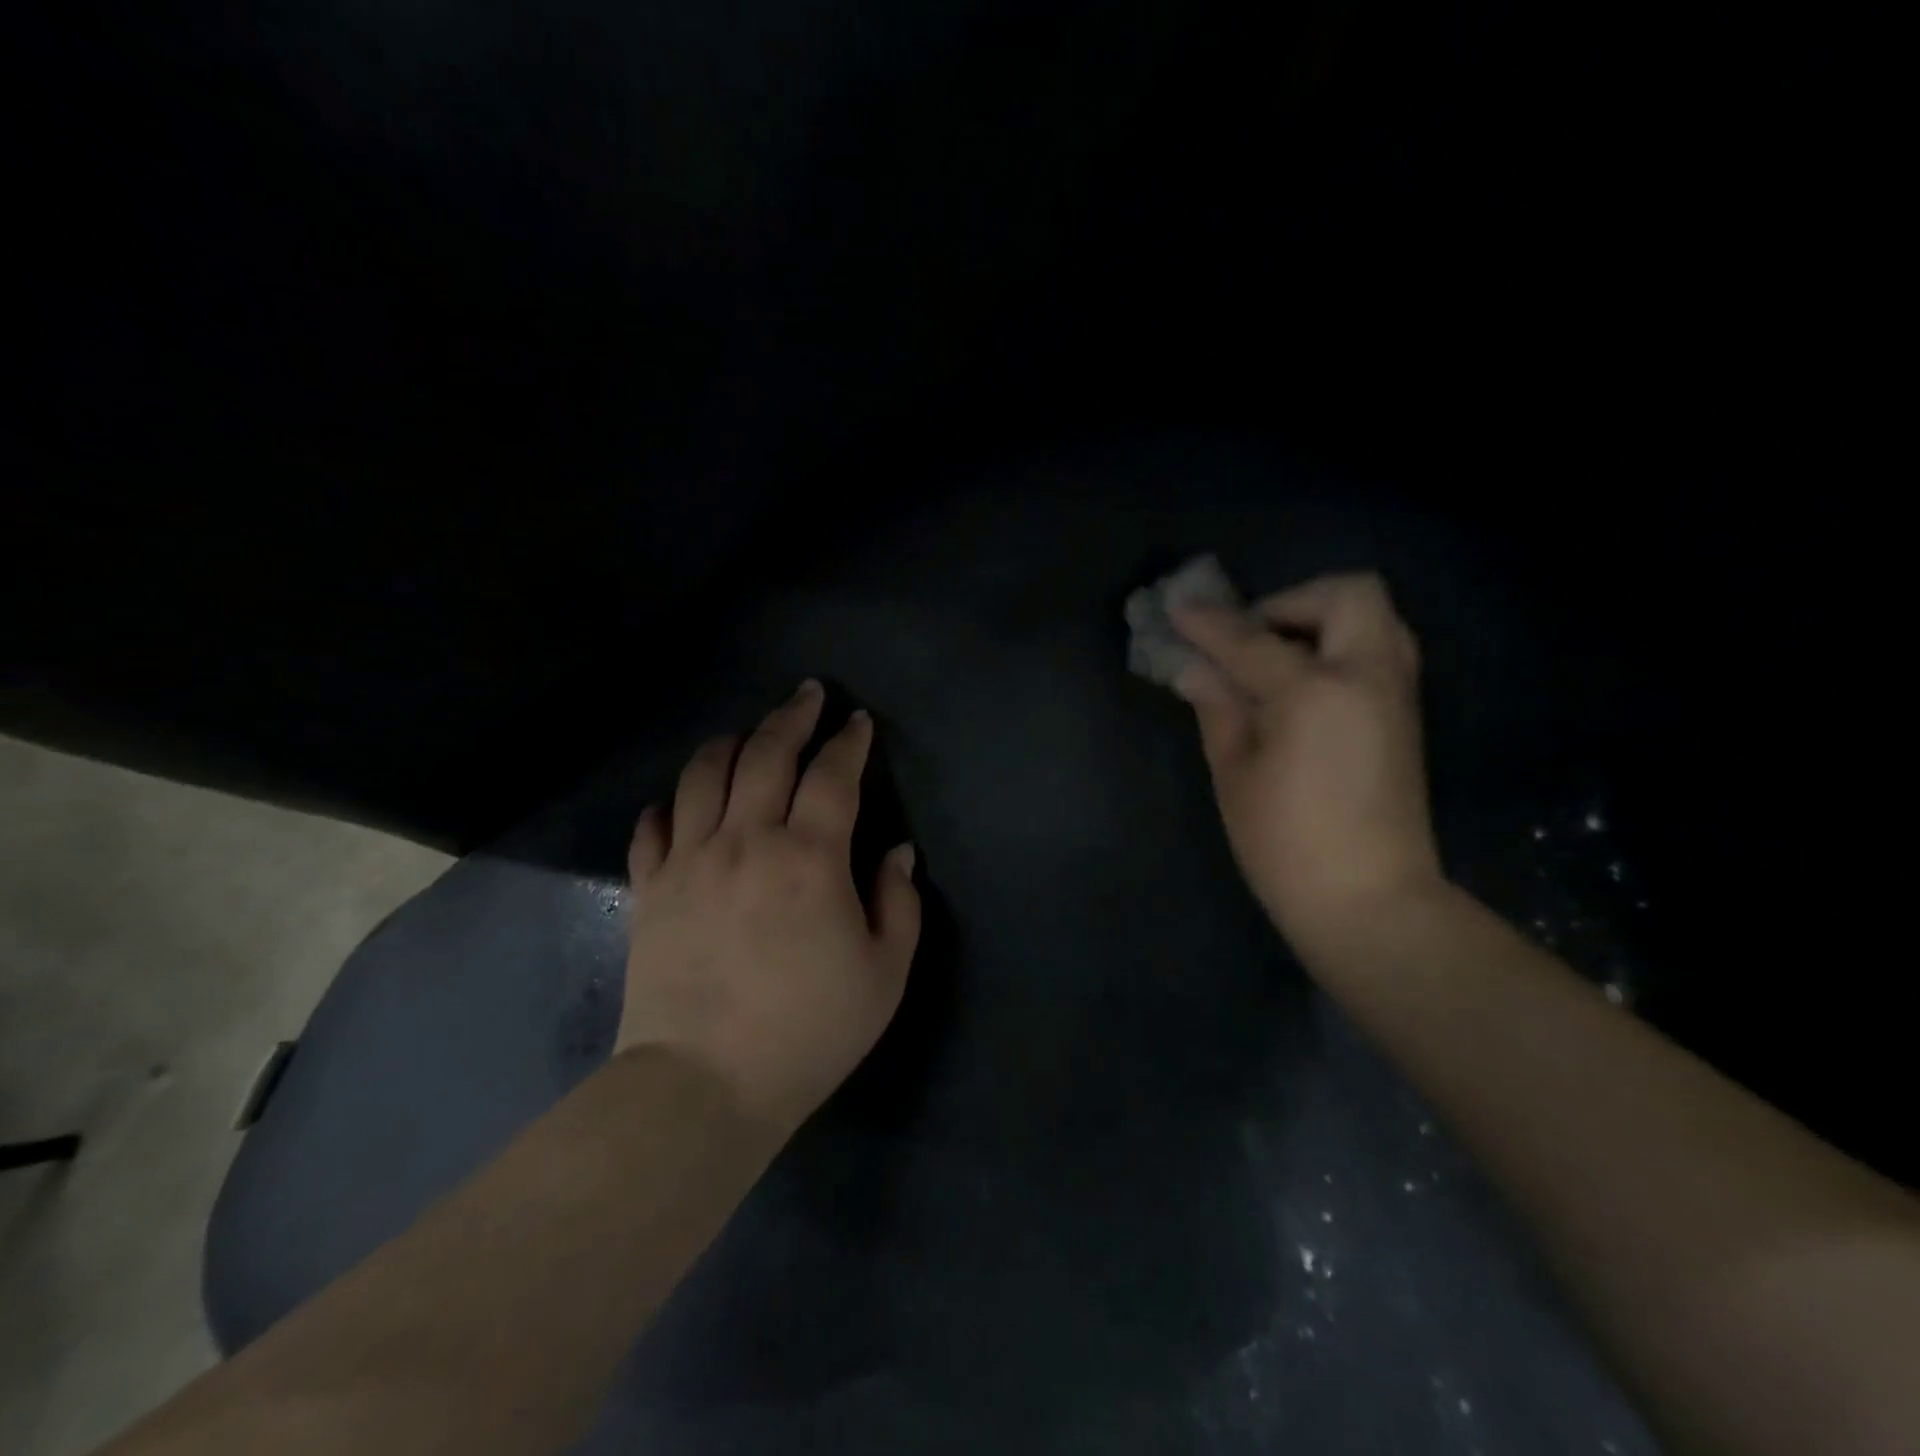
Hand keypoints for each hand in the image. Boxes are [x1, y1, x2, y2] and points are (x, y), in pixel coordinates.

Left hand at [618, 681, 920, 1132]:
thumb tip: (897, 853)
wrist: (704, 1085)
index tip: (857, 721)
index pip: (832, 777)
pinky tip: (682, 803)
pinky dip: (670, 804)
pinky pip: (654, 828)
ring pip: (703, 776)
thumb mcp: (884, 972)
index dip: (848, 742)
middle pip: (766, 756)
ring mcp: (690, 861)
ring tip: (747, 734)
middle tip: (807, 695)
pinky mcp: (651, 890)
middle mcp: (746, 841)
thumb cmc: (808, 1031)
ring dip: (730, 743)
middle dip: (791, 717)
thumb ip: (897, 902)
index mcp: (808, 857)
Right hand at [1171, 573, 1444, 960]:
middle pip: (1346, 594)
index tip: (1177, 611)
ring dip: (1321, 621)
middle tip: (1250, 638)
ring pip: (1373, 617)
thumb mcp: (1235, 773)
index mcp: (1315, 691)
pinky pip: (1378, 651)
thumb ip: (1218, 708)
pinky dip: (1340, 648)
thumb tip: (1195, 669)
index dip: (1208, 624)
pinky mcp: (1404, 717)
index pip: (1250, 639)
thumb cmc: (1285, 844)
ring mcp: (1395, 694)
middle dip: (1291, 602)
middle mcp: (1367, 676)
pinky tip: (1302, 688)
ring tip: (1276, 659)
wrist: (1369, 901)